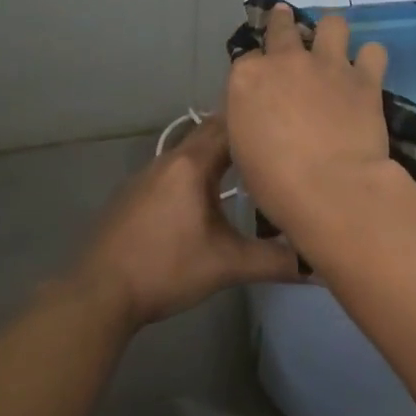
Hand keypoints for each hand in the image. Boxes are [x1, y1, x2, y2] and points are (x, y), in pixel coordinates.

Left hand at [70, 116, 302, 328]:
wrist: (97, 294)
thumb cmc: (165, 269)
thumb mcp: (226, 266)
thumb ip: (275, 261)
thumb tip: (319, 266)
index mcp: (192, 165)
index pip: (231, 125)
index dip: (259, 120)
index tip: (287, 121)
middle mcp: (168, 159)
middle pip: (210, 133)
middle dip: (242, 134)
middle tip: (276, 140)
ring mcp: (146, 175)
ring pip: (190, 152)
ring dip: (218, 153)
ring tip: (250, 164)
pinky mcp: (134, 194)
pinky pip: (174, 170)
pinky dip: (196, 171)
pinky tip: (207, 195)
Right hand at [223, 3, 399, 237]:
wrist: (331, 188)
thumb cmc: (275, 182)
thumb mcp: (243, 150)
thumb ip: (250, 120)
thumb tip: (259, 115)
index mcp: (247, 78)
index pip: (247, 59)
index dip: (255, 70)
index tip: (260, 83)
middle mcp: (286, 61)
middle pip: (282, 26)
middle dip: (283, 23)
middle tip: (288, 27)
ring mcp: (328, 64)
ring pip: (332, 24)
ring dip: (331, 33)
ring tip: (334, 48)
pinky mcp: (364, 78)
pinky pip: (374, 52)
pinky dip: (371, 60)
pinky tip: (368, 72)